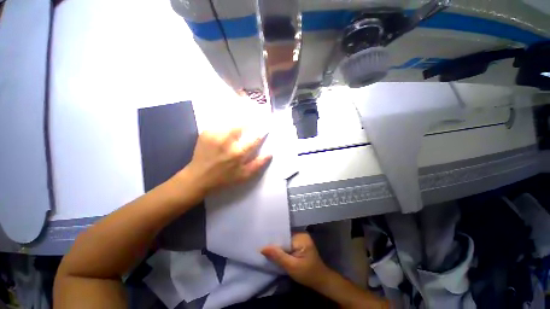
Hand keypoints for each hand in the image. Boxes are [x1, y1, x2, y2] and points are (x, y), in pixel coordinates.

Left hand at [185, 127, 271, 193]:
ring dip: (237, 124)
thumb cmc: (223, 179)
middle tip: (251, 124)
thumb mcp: (244, 176)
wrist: (198, 177)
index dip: (261, 133)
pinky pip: (220, 125)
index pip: (254, 139)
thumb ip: (258, 164)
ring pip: (231, 123)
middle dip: (248, 124)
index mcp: (238, 153)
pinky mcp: (206, 133)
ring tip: (239, 128)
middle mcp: (227, 141)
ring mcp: (215, 135)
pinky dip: (225, 127)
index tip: (265, 129)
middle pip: (242, 125)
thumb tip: (270, 153)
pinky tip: (225, 133)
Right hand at [261, 233, 331, 289]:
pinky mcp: (300, 244)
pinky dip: (283, 249)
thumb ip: (278, 256)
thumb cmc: (307, 274)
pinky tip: (277, 254)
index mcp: (301, 237)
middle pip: (284, 238)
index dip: (274, 241)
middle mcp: (301, 234)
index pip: (284, 236)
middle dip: (276, 244)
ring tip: (268, 251)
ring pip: (286, 241)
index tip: (263, 244)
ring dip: (279, 247)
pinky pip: (289, 244)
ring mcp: (301, 239)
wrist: (321, 281)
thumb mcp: (291, 267)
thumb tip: (263, 248)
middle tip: (263, 249)